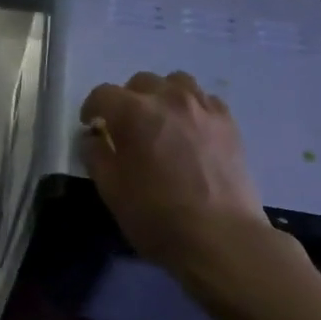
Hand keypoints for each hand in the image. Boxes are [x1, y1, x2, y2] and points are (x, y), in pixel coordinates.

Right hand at [80, 71, 276, 272]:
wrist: (220, 237)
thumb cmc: (157, 217)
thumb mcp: (112, 191)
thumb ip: (97, 156)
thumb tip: (94, 137)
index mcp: (134, 113)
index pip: (103, 94)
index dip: (92, 108)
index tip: (91, 126)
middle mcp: (169, 98)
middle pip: (140, 82)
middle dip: (127, 100)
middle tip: (126, 129)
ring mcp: (203, 107)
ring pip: (176, 82)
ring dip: (161, 97)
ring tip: (160, 123)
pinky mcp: (229, 122)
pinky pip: (204, 99)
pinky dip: (190, 107)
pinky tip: (189, 132)